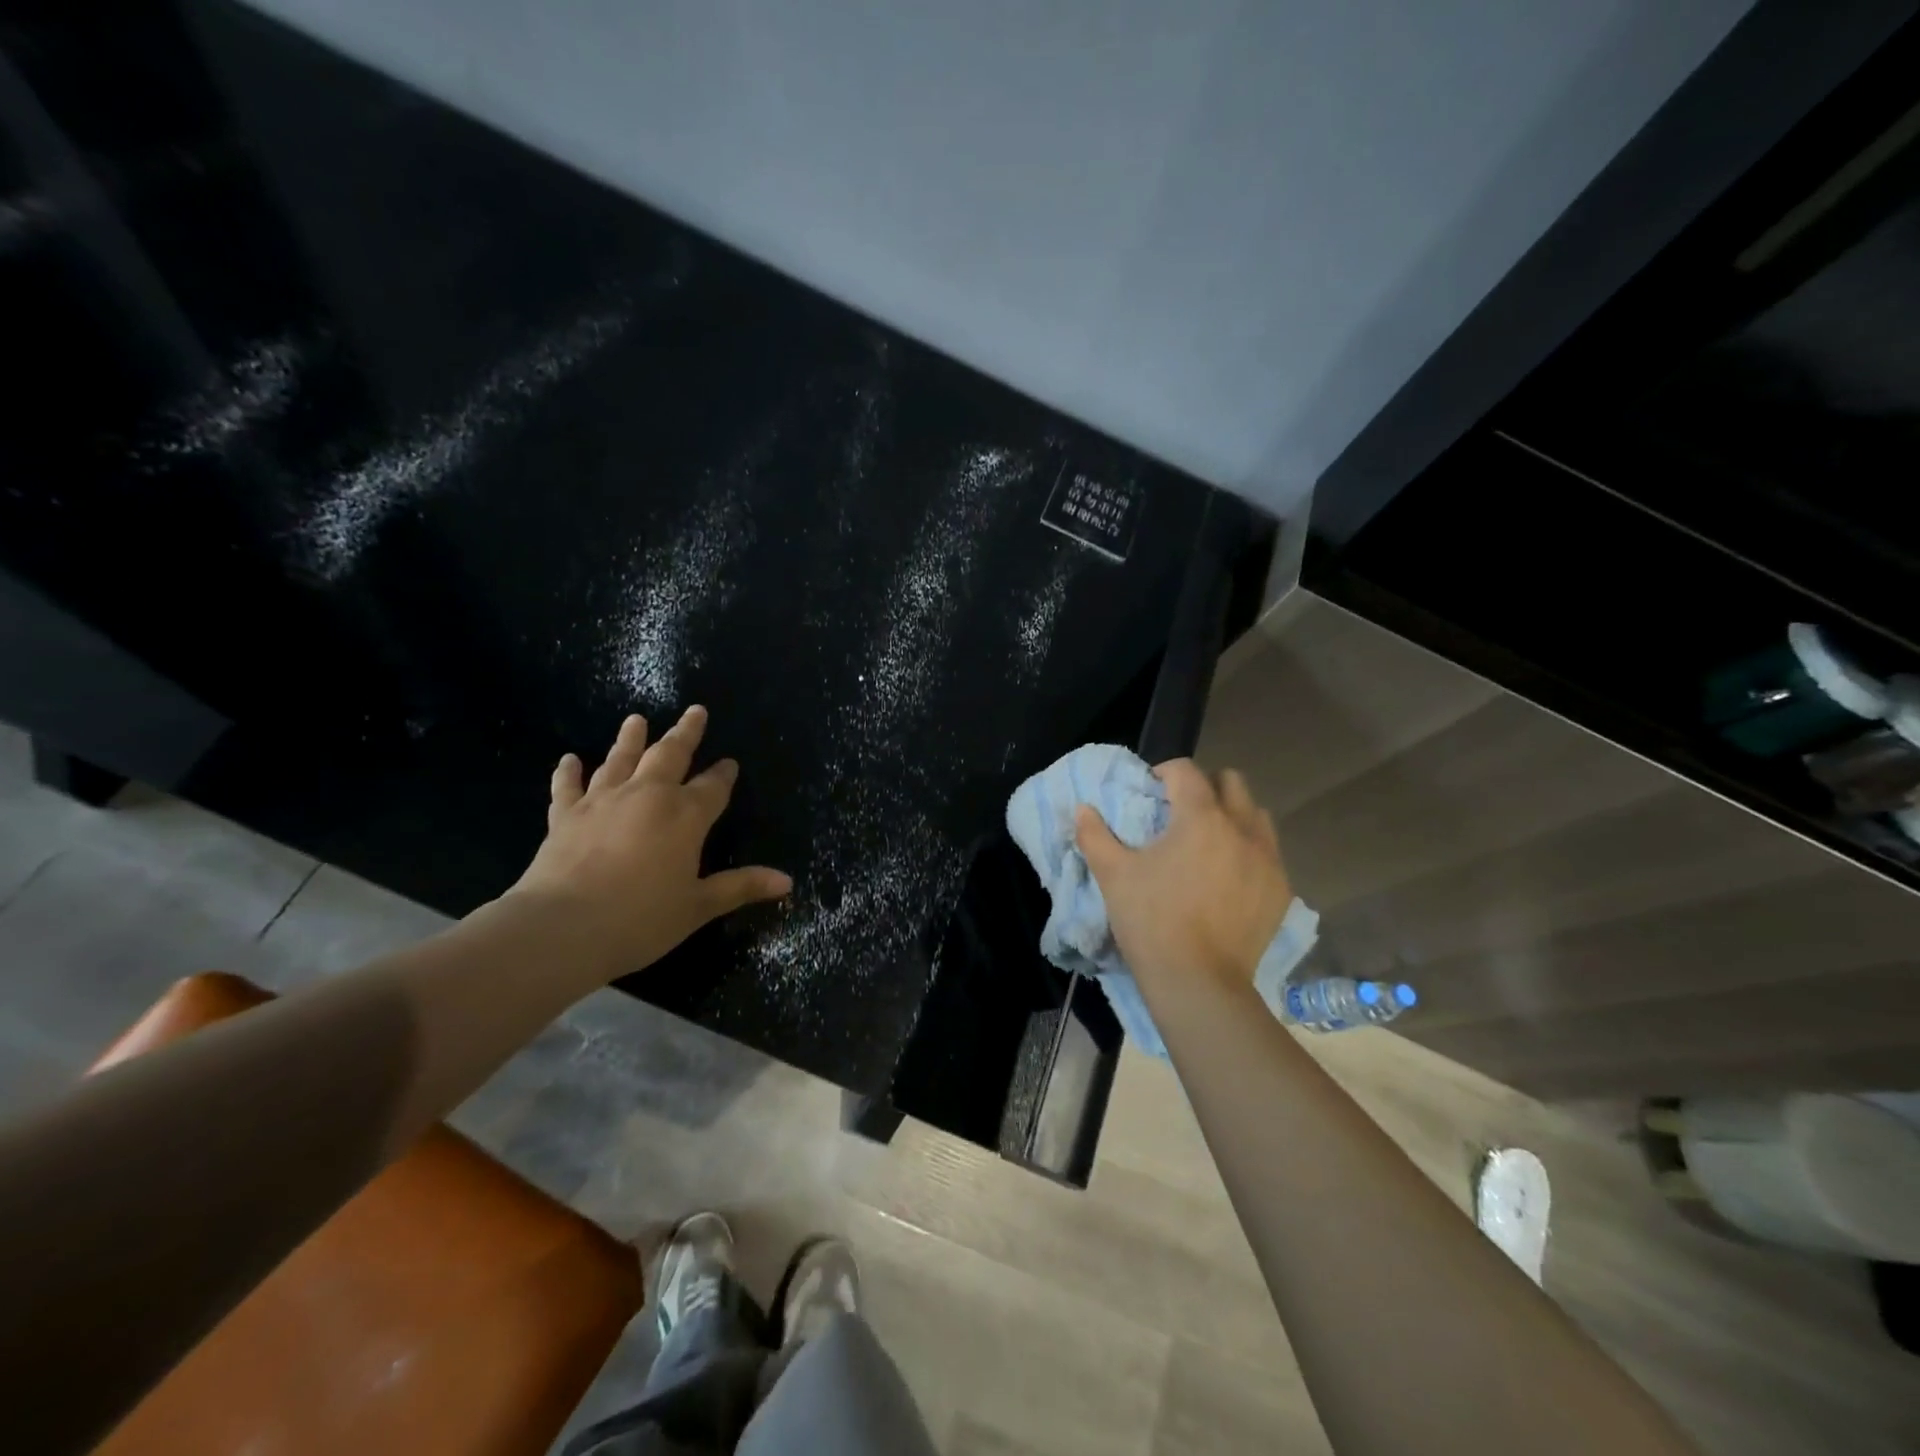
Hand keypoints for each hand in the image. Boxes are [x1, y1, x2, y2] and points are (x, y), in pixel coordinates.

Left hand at [508, 706, 790, 974]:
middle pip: (670, 755)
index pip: (713, 787)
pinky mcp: (566, 816)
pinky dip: (569, 773)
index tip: (730, 763)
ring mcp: (603, 802)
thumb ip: (741, 887)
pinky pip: (568, 787)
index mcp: (685, 815)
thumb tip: (787, 881)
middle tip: (695, 711)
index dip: (723, 775)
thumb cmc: (641, 919)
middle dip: (686, 733)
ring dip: (631, 739)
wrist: (563, 928)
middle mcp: (647, 796)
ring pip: (621, 760)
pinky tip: (569, 760)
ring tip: (637, 719)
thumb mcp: (699, 906)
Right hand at [1075, 759, 1290, 990]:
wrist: (1198, 982)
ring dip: (1232, 816)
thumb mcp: (1113, 875)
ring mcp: (1267, 859)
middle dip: (1204, 788)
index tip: (1149, 792)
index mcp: (1200, 817)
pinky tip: (1228, 877)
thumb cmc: (1151, 921)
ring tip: (1209, 842)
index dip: (1163, 773)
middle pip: (1231, 782)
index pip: (1185, 771)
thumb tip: (1083, 809)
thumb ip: (1094, 835)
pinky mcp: (1280, 889)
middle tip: (1180, 814)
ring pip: (1256, 815)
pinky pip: (1268, 852)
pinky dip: (1248, 851)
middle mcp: (1241, 828)